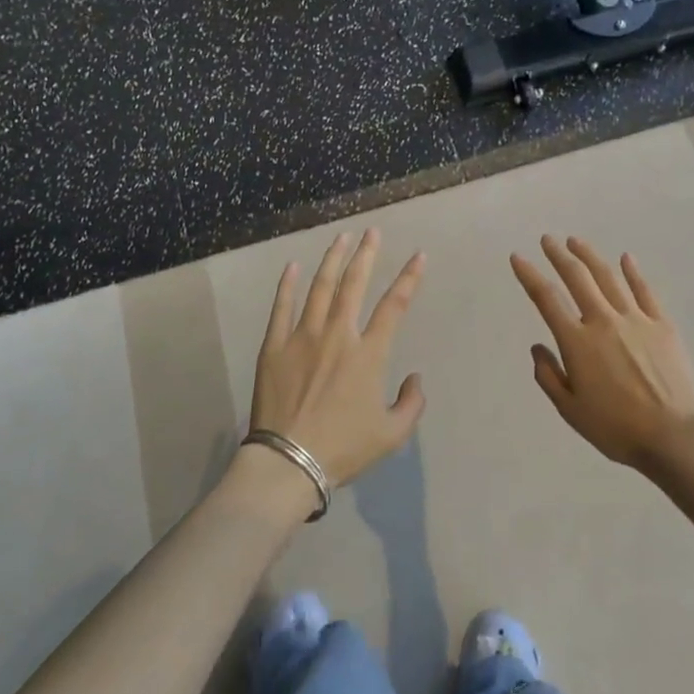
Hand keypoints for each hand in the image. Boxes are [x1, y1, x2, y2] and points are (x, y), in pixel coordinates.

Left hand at [250, 229, 427, 491]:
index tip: (418, 256)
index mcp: (368, 354)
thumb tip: (415, 378)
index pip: (394, 306)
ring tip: (341, 238)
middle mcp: (337, 335)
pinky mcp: (274, 346)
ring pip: (319, 288)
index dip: (409, 278)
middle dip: (366, 254)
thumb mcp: (392, 435)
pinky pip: (281, 307)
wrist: (288, 462)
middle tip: (372, 231)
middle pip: (354, 284)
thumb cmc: (343, 448)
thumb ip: (411, 403)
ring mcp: (302, 337)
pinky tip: (293, 266)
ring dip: (332, 260)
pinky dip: (288, 285)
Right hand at [511, 236, 693, 472]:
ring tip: (576, 242)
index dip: (529, 275)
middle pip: (577, 277)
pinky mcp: (662, 325)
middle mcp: (603, 321)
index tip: (518, 257)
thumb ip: (549, 376)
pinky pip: (645, 291)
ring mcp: (635, 319)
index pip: (546, 299)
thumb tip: (538, 348)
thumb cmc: (616, 428)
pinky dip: (633, 272)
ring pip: (608, 277)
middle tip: (548, 239)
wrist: (673, 436)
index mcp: (577, 342)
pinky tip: (626, 258)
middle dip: (559, 255)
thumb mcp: (570, 410)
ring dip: (590, 256)